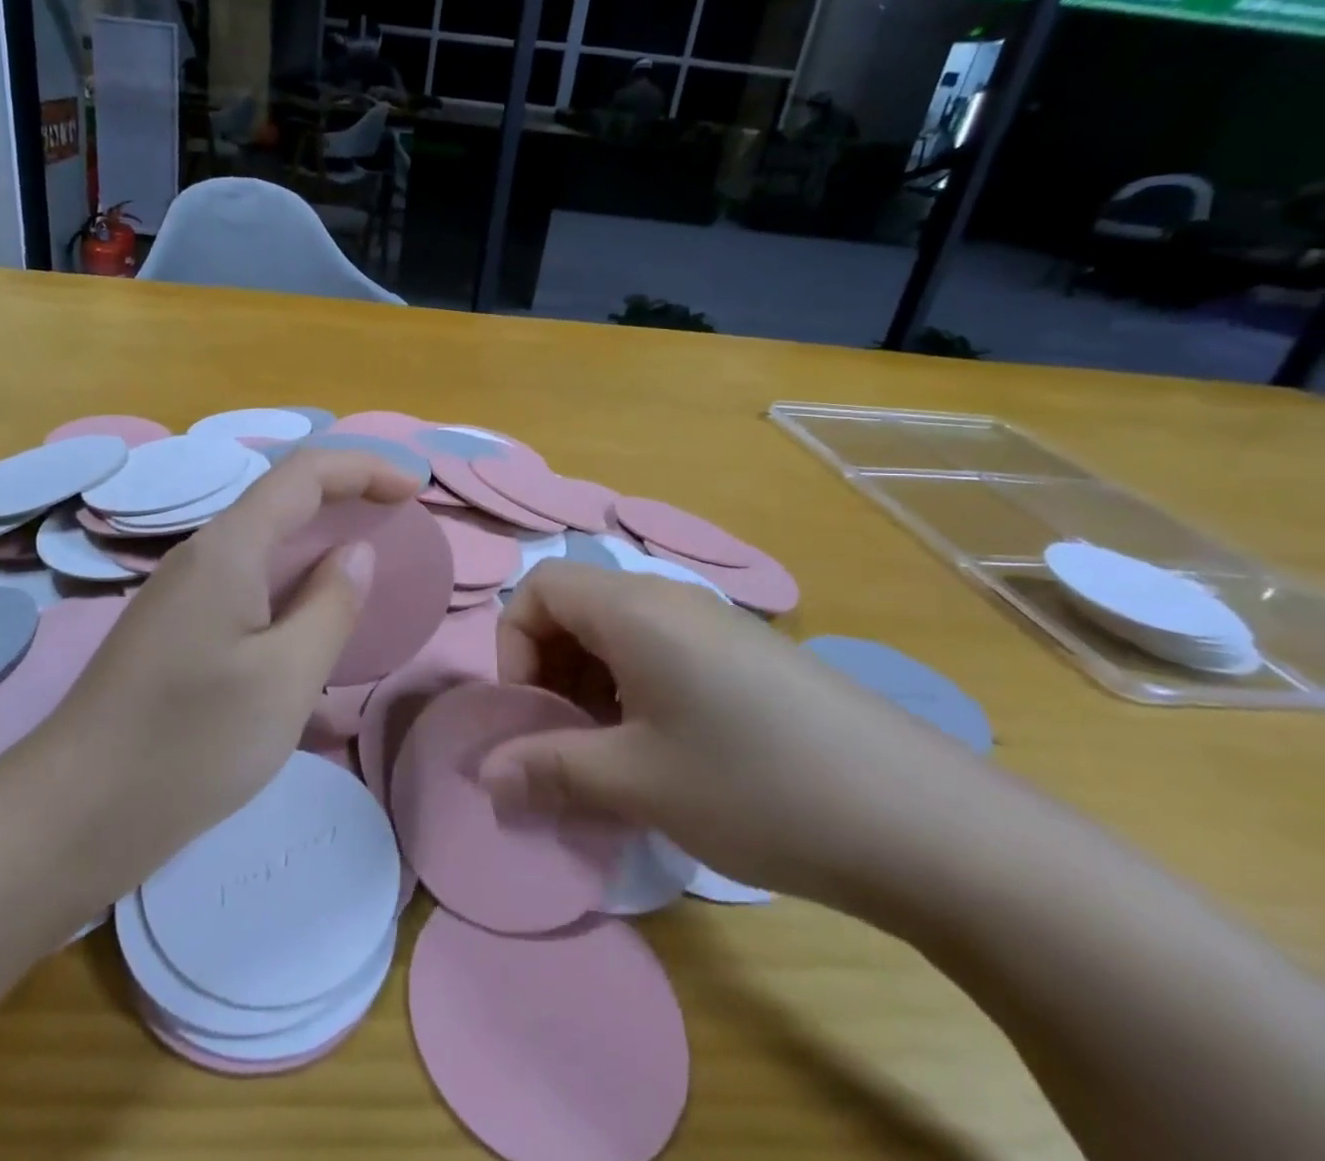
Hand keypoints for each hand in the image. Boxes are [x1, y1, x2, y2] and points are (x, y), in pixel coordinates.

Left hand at [28, 450, 417, 891]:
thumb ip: (331, 605)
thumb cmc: (191, 743)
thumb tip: (357, 552)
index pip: (305, 473)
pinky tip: (310, 622)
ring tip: (367, 570)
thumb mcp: (286, 678)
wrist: (75, 812)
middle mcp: (202, 554)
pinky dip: (291, 583)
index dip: (364, 468)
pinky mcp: (176, 628)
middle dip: (346, 499)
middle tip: (400, 526)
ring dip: (318, 543)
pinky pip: (246, 582)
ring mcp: (183, 592)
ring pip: (263, 543)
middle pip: (282, 499)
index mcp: (229, 547)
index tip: (414, 489)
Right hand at [478, 560, 991, 905]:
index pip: (539, 588)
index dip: (514, 646)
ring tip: (613, 760)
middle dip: (551, 673)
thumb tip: (486, 776)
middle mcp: (670, 600)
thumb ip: (549, 768)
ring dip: (593, 689)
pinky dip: (638, 695)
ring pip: (620, 637)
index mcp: (634, 608)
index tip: (532, 714)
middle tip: (566, 745)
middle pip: (576, 609)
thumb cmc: (755, 785)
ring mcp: (716, 626)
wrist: (926, 824)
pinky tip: (667, 758)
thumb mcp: (637, 781)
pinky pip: (664, 656)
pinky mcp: (749, 659)